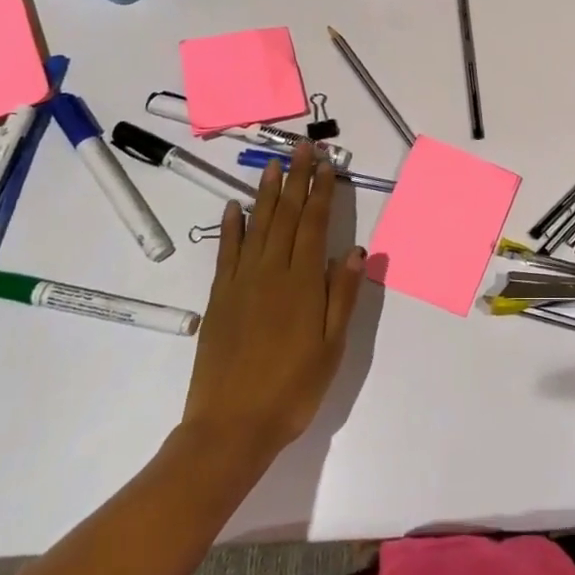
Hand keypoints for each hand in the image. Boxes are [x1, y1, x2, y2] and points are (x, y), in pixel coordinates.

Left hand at [175, 144, 366, 474]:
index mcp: (303, 282)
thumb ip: (342, 295)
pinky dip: (231, 227)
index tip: (326, 164)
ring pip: (257, 226)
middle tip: (301, 147)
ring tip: (273, 165)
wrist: (231, 427)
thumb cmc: (292, 389)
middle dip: (295, 179)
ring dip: (266, 193)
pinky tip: (235, 208)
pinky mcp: (219, 298)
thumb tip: (355, 249)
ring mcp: (241, 282)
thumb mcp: (332, 346)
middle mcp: (271, 272)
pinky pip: (226, 252)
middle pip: (286, 216)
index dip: (321, 191)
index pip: (314, 224)